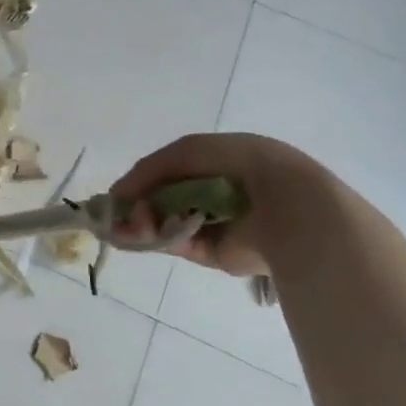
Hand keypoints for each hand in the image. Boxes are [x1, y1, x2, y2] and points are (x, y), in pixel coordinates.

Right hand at [109, 133, 321, 281]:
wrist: (287, 206)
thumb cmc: (238, 166)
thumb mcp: (188, 151)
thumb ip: (150, 169)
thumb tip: (118, 195)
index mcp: (222, 164)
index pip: (174, 172)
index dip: (144, 181)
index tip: (119, 194)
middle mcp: (220, 194)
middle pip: (168, 199)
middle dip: (140, 205)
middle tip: (118, 214)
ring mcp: (220, 225)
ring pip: (169, 222)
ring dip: (144, 223)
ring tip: (126, 226)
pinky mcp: (220, 254)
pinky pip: (182, 244)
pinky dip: (161, 239)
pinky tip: (141, 235)